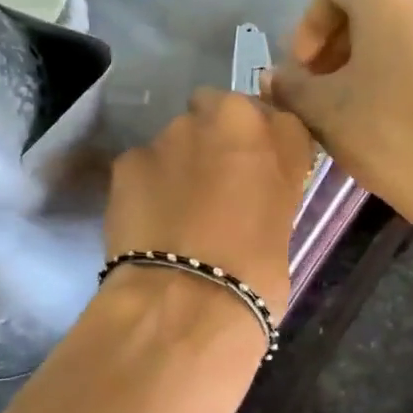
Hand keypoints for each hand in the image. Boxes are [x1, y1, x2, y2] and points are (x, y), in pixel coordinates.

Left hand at [104, 88, 315, 312]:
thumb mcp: (283, 227)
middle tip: (217, 184)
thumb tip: (252, 195)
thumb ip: (270, 191)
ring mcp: (173, 134)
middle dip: (218, 137)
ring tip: (177, 210)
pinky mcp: (129, 158)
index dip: (266, 148)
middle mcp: (227, 119)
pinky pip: (144, 164)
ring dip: (180, 161)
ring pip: (179, 137)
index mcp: (279, 136)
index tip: (259, 175)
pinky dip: (146, 184)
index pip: (279, 123)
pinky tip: (149, 220)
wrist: (185, 301)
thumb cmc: (255, 276)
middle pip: (223, 111)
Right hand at [263, 0, 412, 225]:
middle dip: (338, 44)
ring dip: (369, 57)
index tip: (300, 73)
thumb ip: (291, 86)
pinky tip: (392, 108)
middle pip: (369, 5)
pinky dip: (403, 65)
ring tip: (354, 103)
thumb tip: (274, 78)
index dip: (306, 29)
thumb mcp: (324, 111)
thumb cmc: (390, 134)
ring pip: (402, 26)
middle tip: (321, 89)